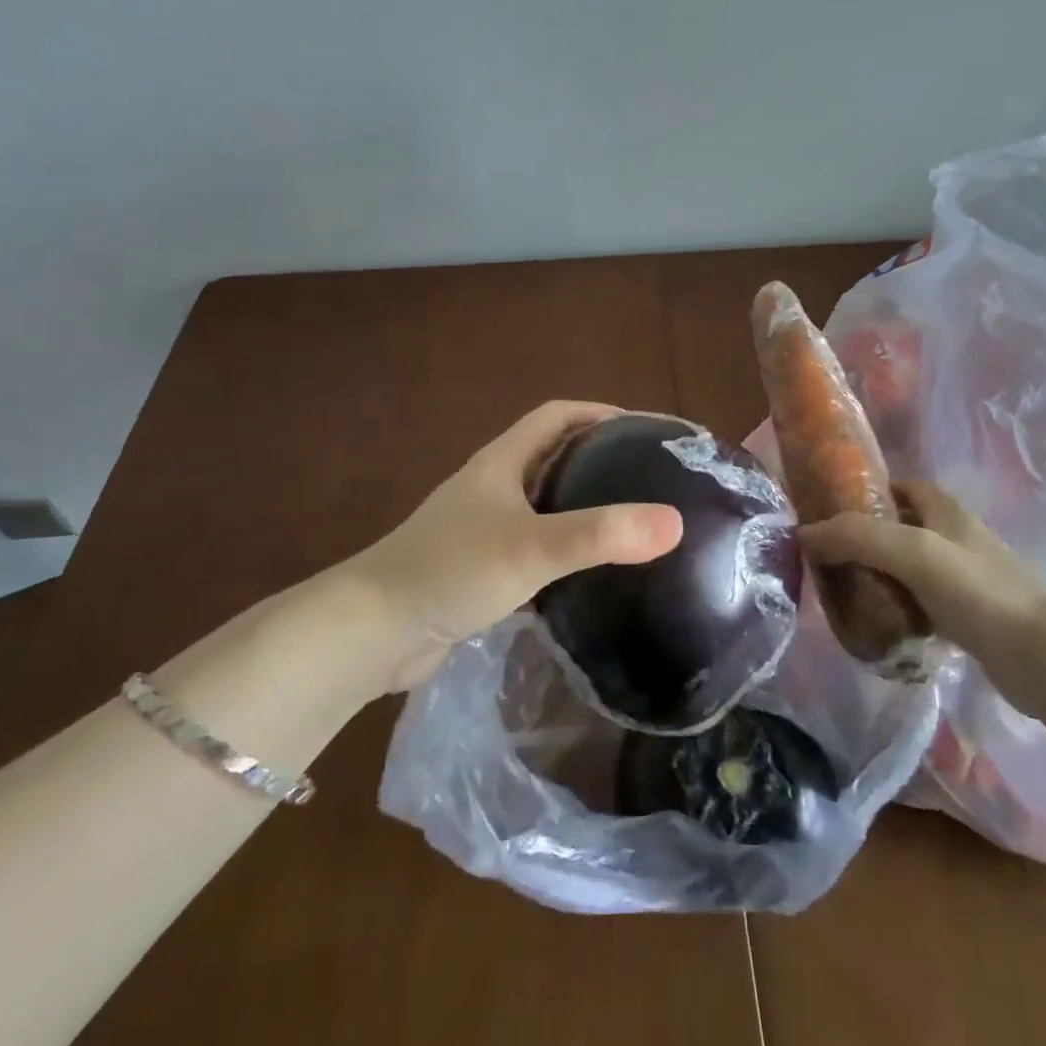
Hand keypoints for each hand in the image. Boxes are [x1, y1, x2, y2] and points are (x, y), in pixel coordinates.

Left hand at [350, 401, 683, 687]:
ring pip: (544, 505)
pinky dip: (564, 552)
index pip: (558, 415)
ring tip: (630, 523)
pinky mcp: (479, 570)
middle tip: (649, 478)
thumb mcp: (531, 547)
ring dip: (582, 506)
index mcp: (502, 462)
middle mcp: (492, 487)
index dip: (601, 412)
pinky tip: (590, 575)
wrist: (371, 633)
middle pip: (553, 456)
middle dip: (600, 458)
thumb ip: (601, 534)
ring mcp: (483, 529)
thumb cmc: (450, 571)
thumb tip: (674, 522)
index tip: (645, 429)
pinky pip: (533, 548)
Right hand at [800, 480, 1045, 700]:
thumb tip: (804, 534)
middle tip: (830, 557)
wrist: (1041, 657)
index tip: (830, 511)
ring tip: (845, 591)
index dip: (866, 492)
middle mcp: (957, 536)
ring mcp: (966, 577)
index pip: (900, 486)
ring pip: (911, 567)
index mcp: (946, 510)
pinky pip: (923, 602)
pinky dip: (900, 607)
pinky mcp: (971, 616)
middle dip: (867, 538)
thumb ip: (857, 537)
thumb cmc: (976, 591)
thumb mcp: (911, 552)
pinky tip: (879, 624)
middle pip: (902, 526)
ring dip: (881, 575)